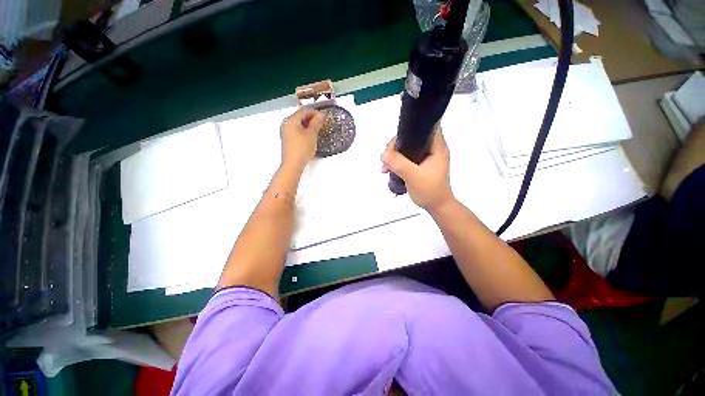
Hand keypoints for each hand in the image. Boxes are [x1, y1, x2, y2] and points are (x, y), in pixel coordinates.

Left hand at [280, 108, 324, 170]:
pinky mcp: (287, 140)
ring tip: (317, 130)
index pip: (304, 111)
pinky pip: (296, 131)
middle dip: (311, 119)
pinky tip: (310, 136)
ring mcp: (285, 132)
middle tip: (321, 123)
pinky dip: (303, 131)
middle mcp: (286, 124)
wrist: (293, 164)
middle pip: (300, 117)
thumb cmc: (302, 148)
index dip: (315, 112)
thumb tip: (321, 115)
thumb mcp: (312, 134)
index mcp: (291, 120)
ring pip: (298, 124)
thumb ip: (317, 123)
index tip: (324, 117)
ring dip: (308, 125)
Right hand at [381, 128, 454, 211]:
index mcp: (437, 147)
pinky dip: (397, 162)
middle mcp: (433, 150)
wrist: (437, 207)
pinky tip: (389, 170)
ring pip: (408, 149)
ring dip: (395, 155)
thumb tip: (384, 154)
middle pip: (413, 138)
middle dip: (397, 145)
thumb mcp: (413, 176)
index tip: (396, 141)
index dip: (410, 129)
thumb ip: (398, 163)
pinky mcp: (421, 166)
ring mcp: (427, 158)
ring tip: (385, 166)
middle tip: (387, 156)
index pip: (426, 127)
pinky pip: (407, 159)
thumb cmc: (430, 191)